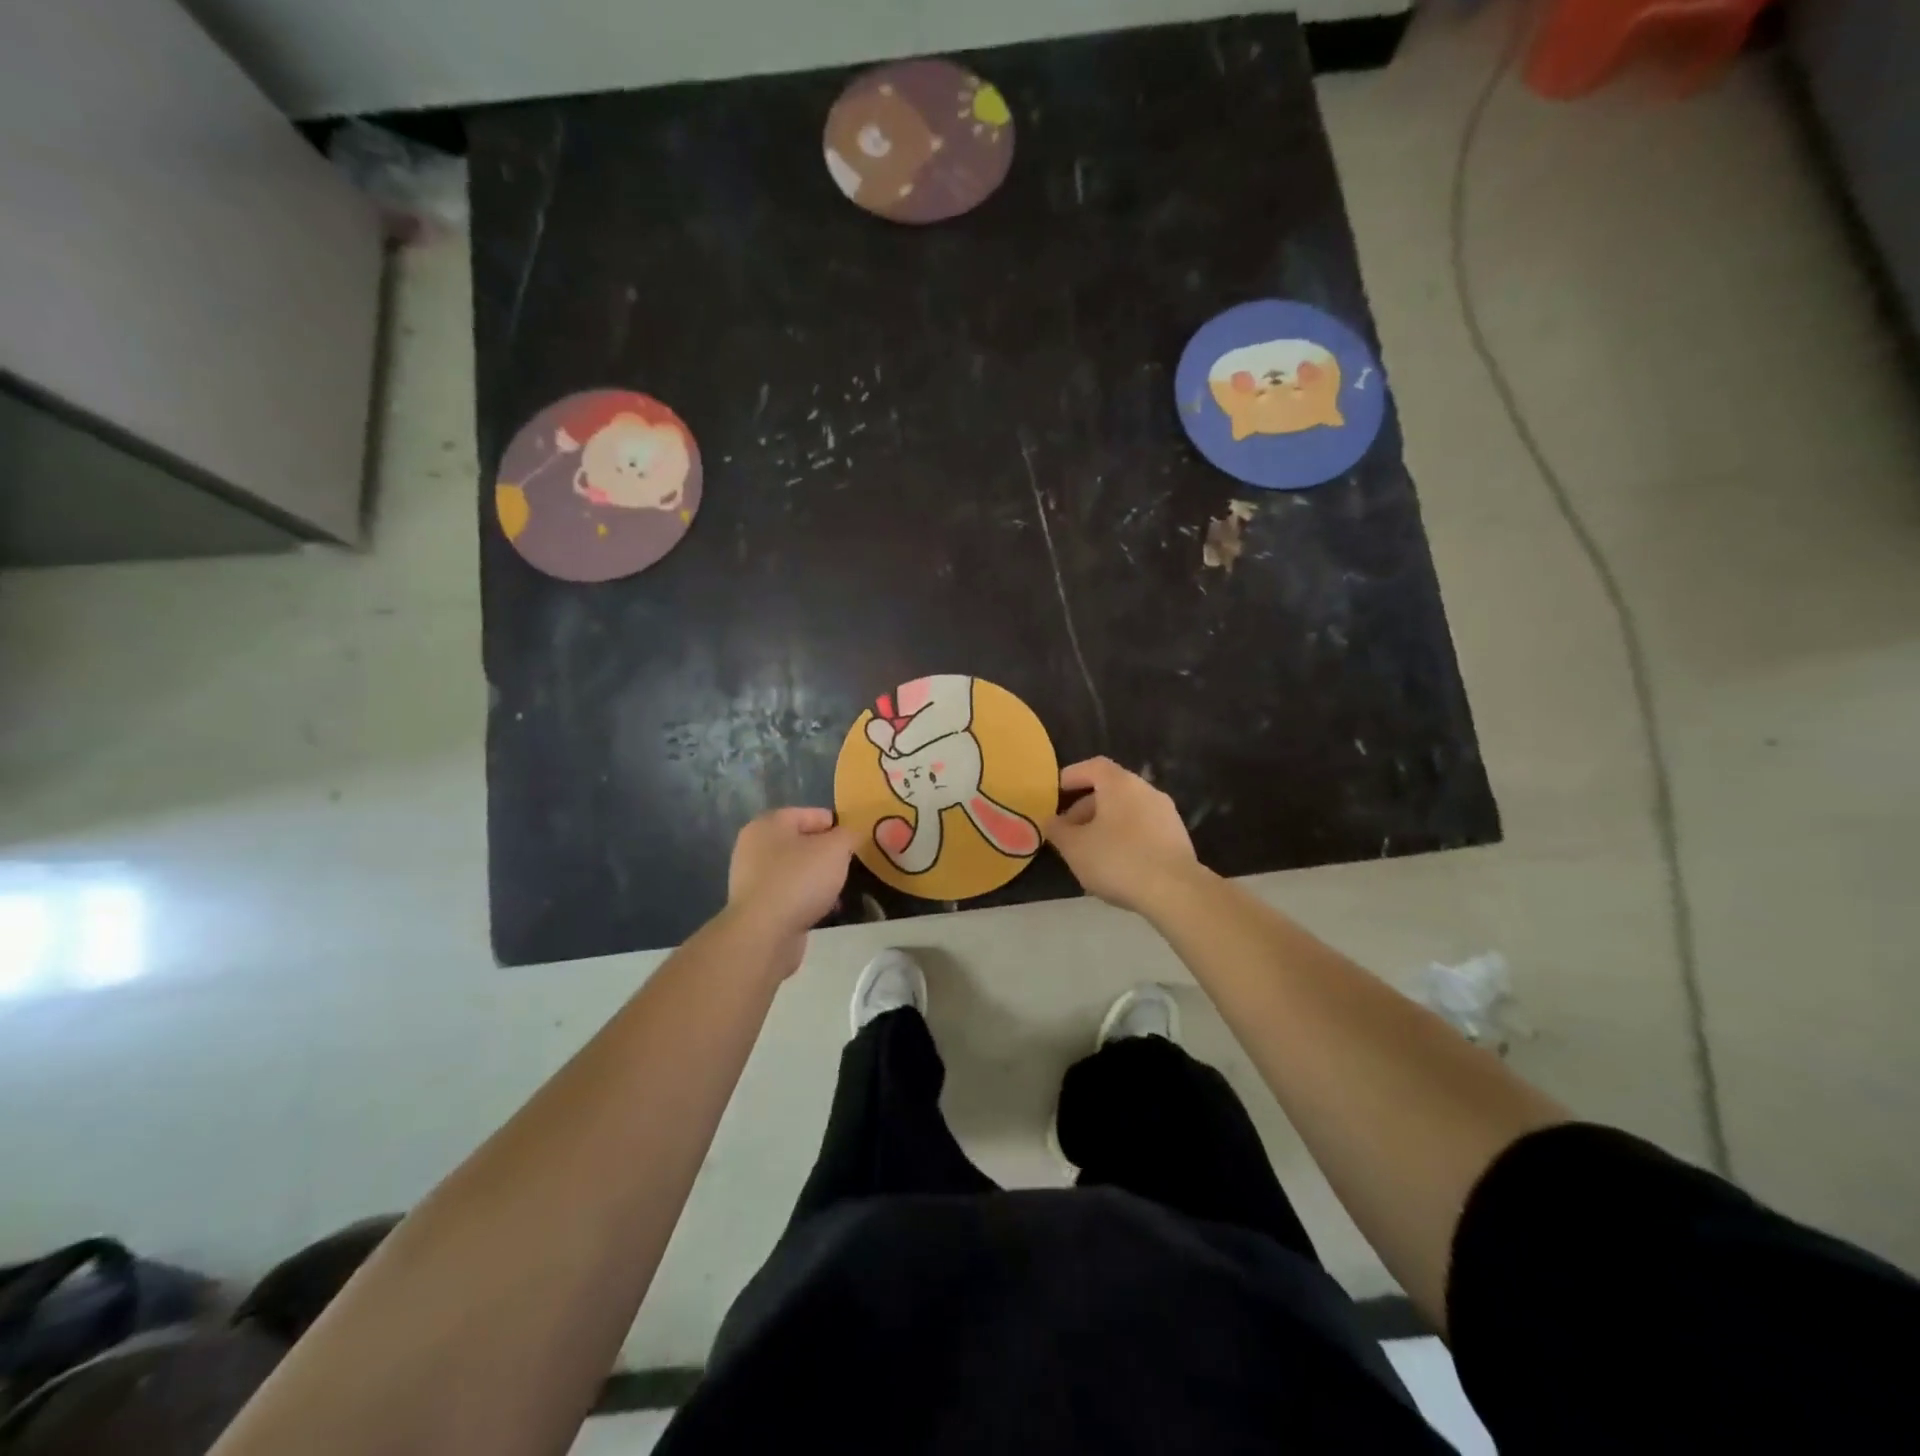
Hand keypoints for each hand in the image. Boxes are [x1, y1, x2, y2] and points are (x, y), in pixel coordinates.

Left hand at [727, 808, 854, 964]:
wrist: (764, 934)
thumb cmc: (799, 880)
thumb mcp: (836, 849)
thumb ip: (848, 835)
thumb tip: (849, 835)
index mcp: (769, 823)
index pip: (812, 814)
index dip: (838, 826)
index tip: (856, 843)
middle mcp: (755, 845)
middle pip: (802, 842)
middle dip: (828, 854)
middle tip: (849, 867)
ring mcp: (752, 877)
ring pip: (796, 870)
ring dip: (818, 878)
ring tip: (840, 891)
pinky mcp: (756, 905)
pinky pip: (788, 893)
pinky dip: (806, 898)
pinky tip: (824, 910)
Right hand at [1044, 757, 1200, 913]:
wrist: (1175, 891)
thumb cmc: (1118, 860)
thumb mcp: (1074, 847)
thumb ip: (1057, 830)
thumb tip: (1050, 821)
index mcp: (1120, 784)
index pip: (1092, 766)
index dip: (1072, 776)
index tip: (1055, 793)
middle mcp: (1146, 790)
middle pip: (1110, 789)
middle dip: (1085, 808)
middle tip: (1068, 832)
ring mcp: (1166, 813)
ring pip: (1127, 811)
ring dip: (1104, 825)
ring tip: (1089, 853)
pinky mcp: (1177, 837)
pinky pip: (1142, 829)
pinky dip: (1124, 838)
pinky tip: (1115, 865)